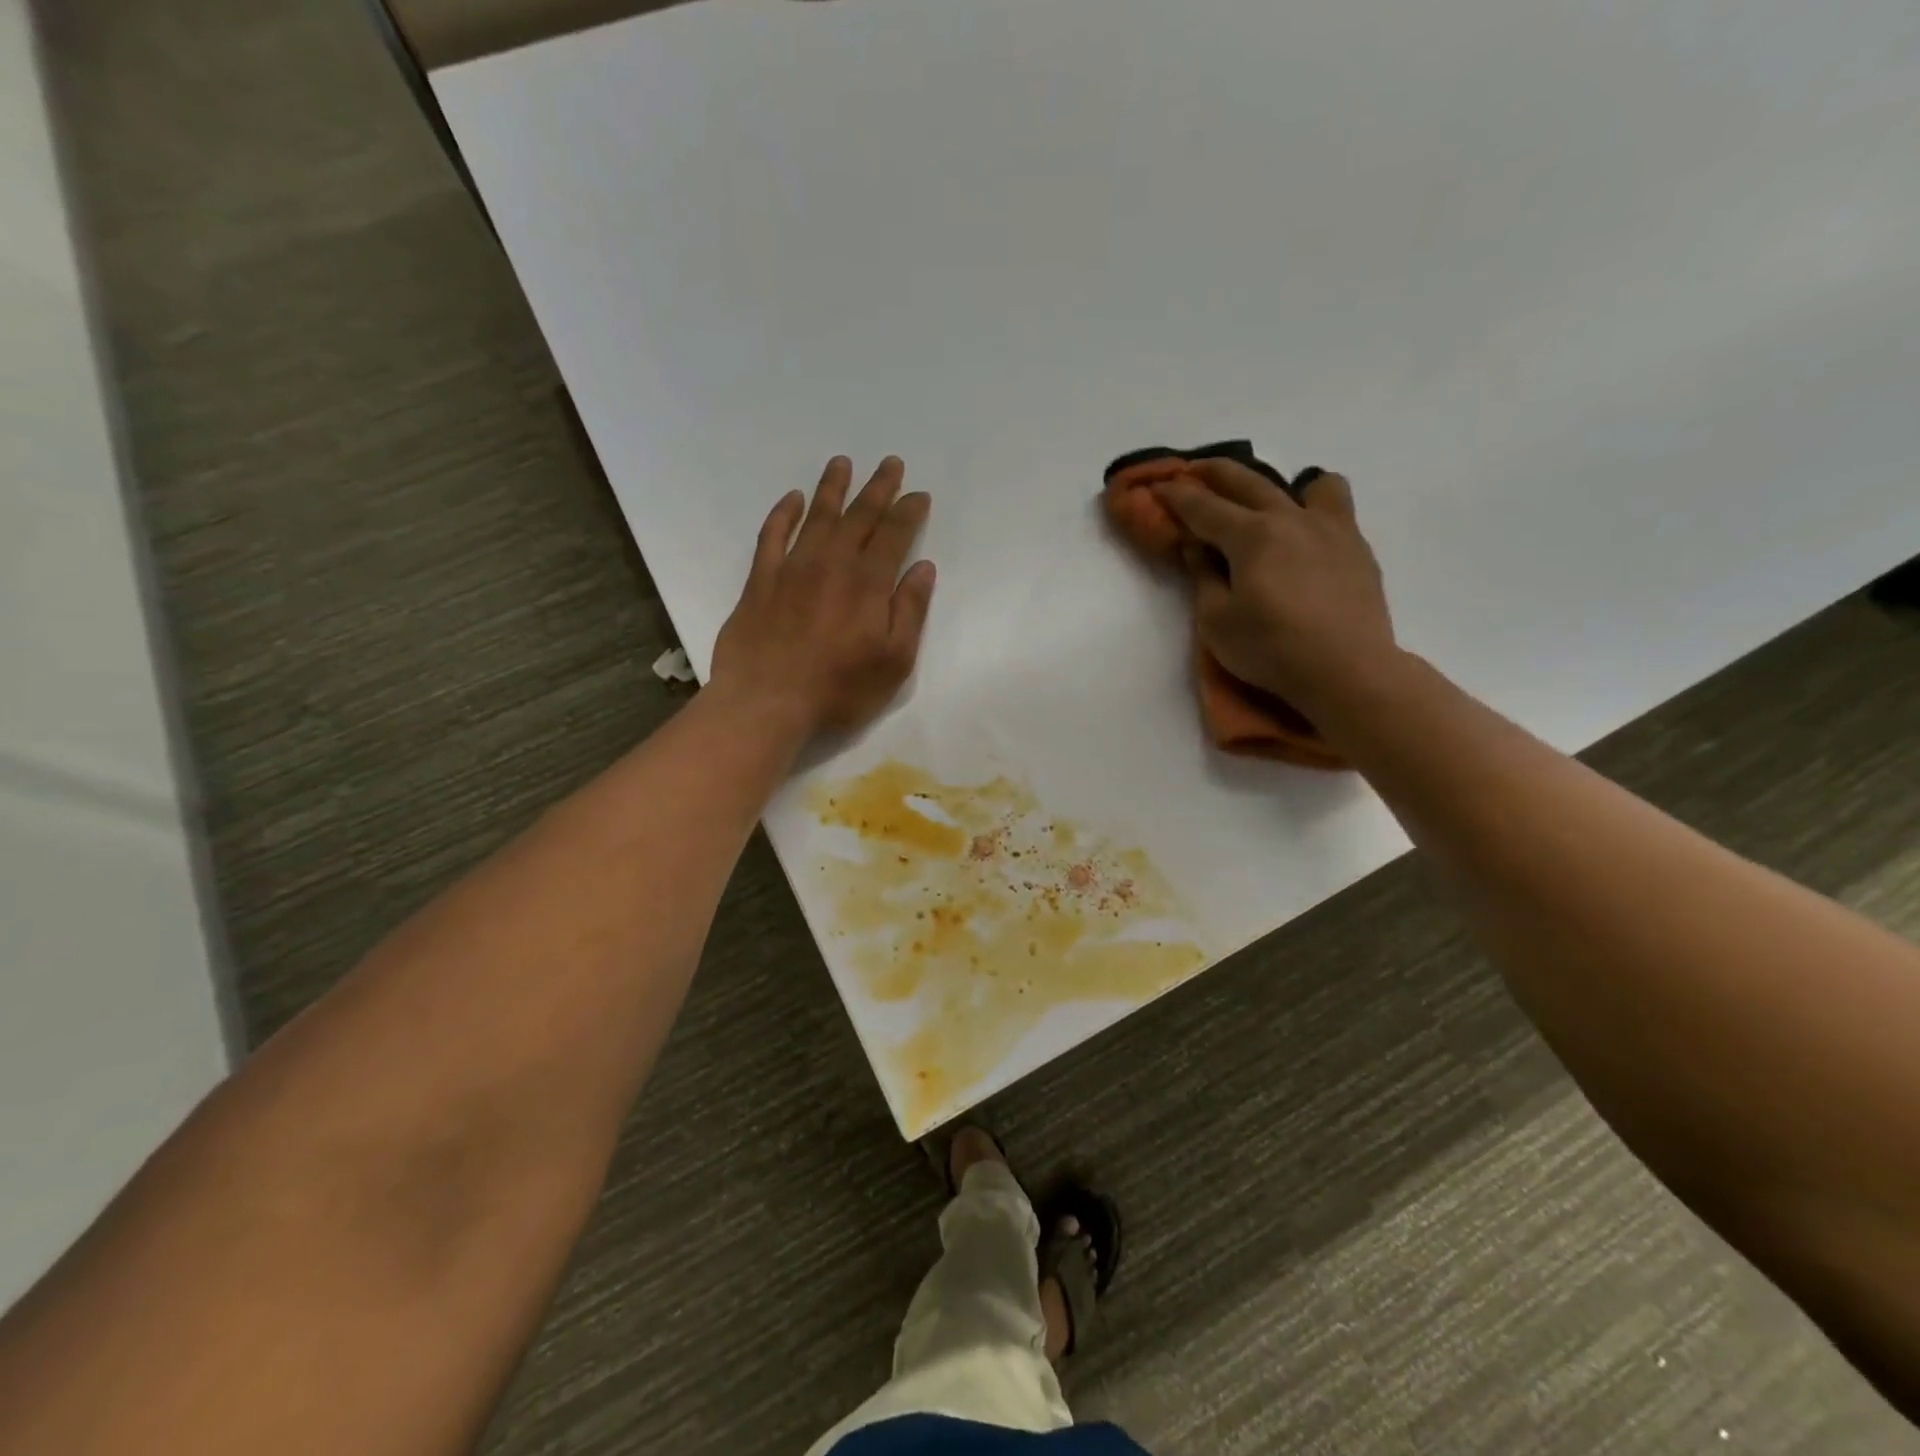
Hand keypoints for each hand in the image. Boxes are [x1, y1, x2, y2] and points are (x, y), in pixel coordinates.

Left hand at [710, 456, 934, 736]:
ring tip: (843, 463)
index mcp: (868, 583)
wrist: (766, 702)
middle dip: (878, 488)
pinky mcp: (760, 581)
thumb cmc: (839, 689)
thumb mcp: (894, 661)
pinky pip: (772, 535)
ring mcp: (792, 569)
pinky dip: (783, 513)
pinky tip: (792, 499)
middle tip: (890, 463)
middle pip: (859, 517)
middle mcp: (832, 564)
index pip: (894, 535)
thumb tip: (923, 568)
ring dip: (832, 488)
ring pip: (817, 517)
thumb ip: (910, 611)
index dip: (908, 512)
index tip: (919, 494)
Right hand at [1154, 461, 1397, 712]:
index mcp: (1252, 535)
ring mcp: (1330, 528)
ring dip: (1277, 483)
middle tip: (1193, 470)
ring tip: (1267, 501)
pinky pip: (1335, 508)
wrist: (1347, 670)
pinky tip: (1304, 534)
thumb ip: (1203, 577)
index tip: (1158, 486)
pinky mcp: (1356, 547)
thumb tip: (1196, 547)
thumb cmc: (1271, 649)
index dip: (1176, 496)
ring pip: (1307, 484)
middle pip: (1247, 482)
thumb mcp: (1216, 621)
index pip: (1204, 507)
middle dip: (1214, 473)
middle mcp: (1290, 518)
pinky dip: (1314, 507)